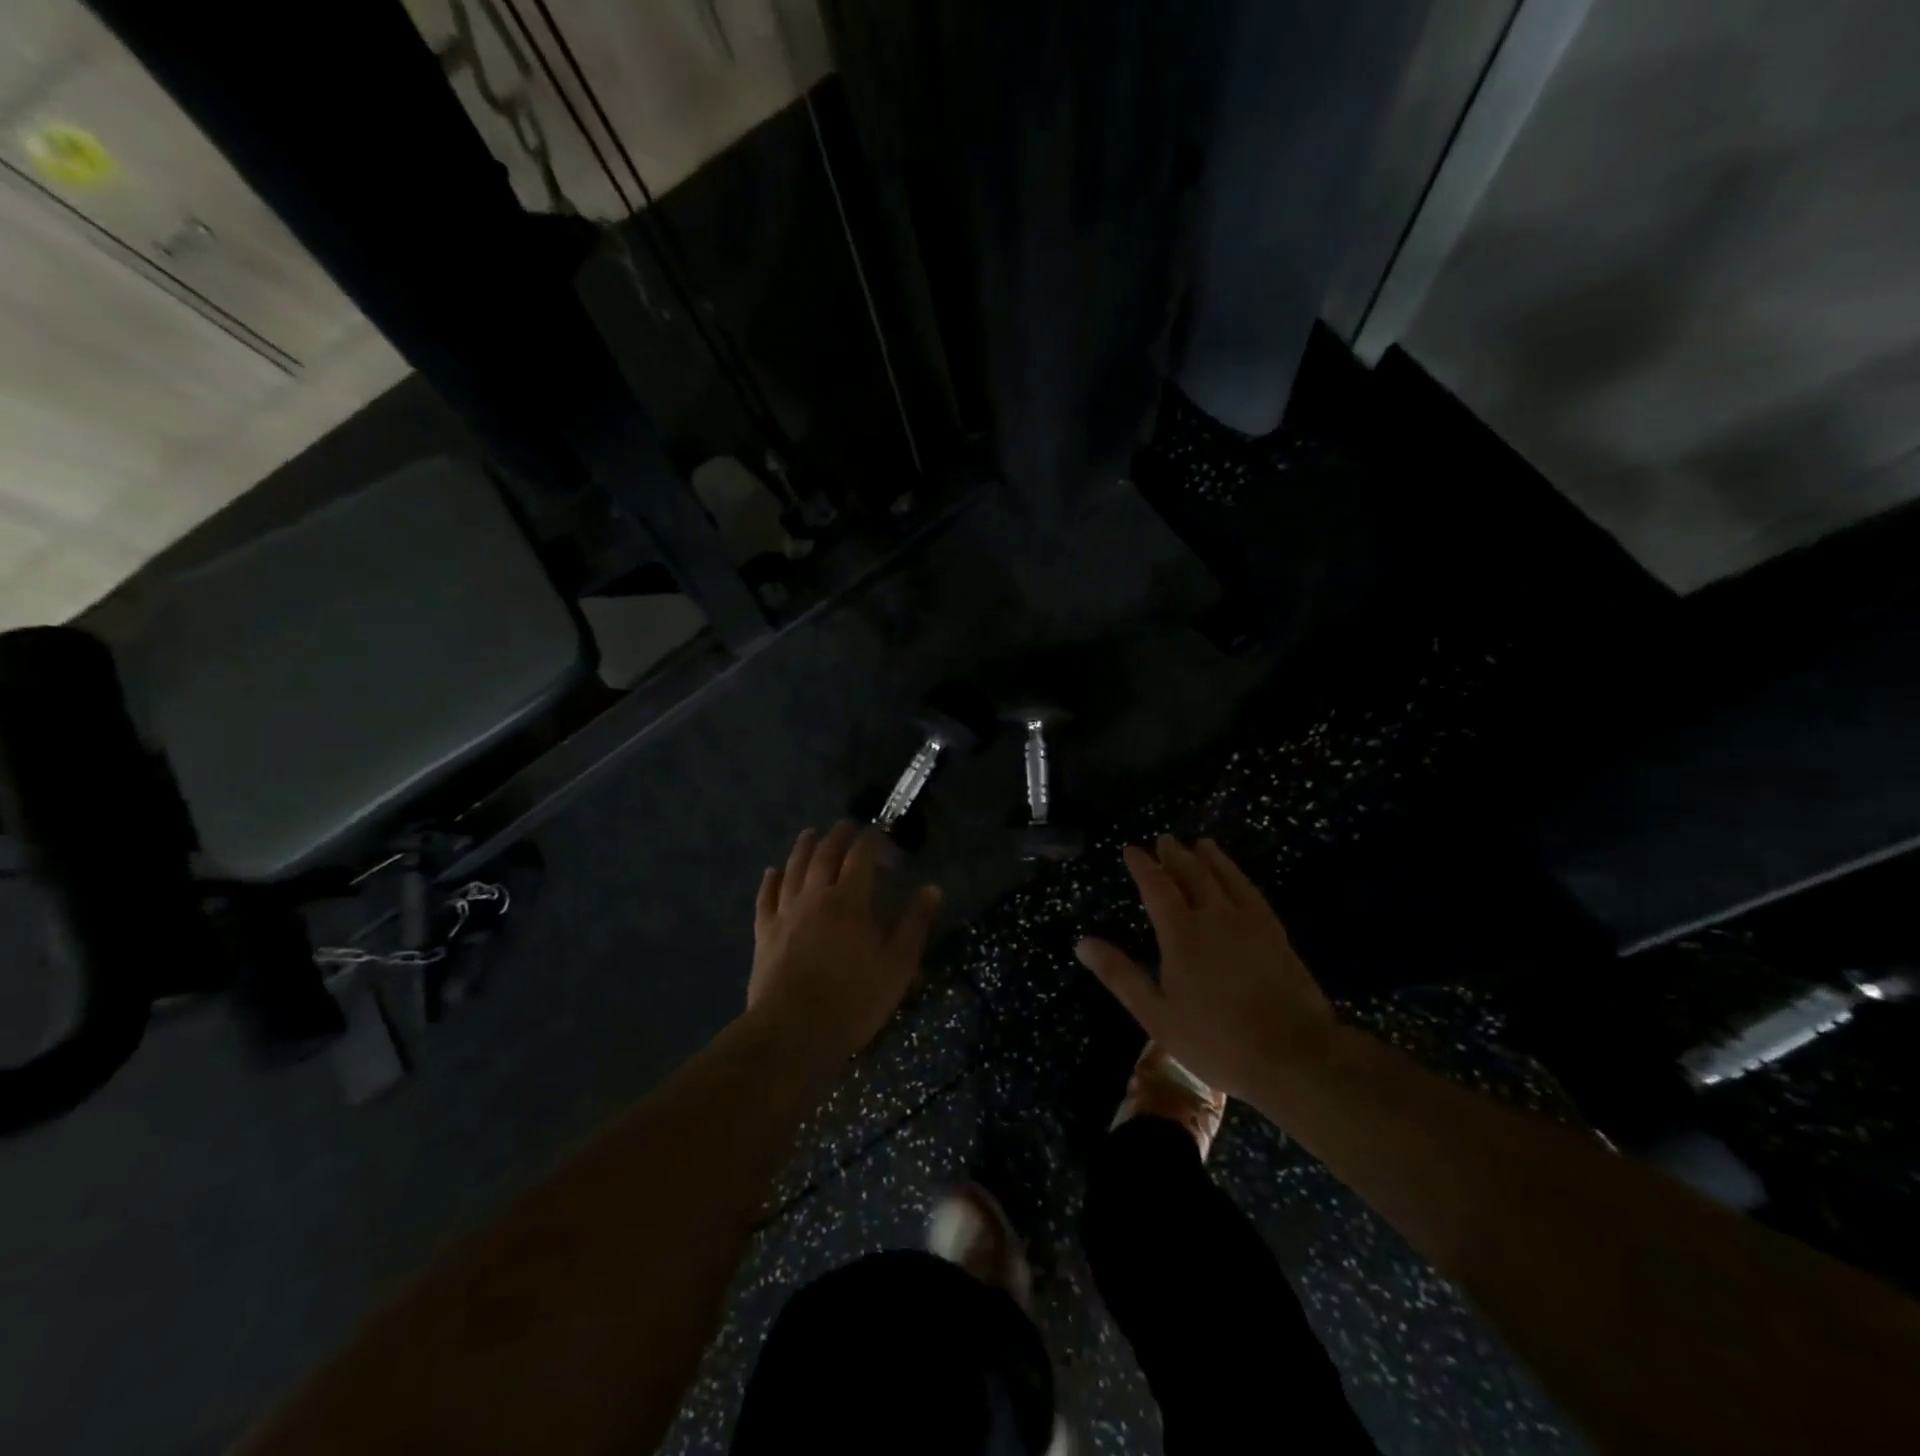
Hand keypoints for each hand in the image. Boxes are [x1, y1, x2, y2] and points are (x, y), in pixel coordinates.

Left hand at [749, 822, 941, 1059]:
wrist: (793, 1032)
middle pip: (824, 855)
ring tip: (809, 834)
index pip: (861, 857)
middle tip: (845, 825)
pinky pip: (766, 897)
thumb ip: (914, 924)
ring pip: (793, 869)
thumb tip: (932, 888)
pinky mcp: (765, 933)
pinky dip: (771, 880)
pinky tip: (772, 871)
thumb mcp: (897, 966)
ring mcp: (786, 913)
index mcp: (850, 901)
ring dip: (803, 848)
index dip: (870, 840)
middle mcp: (816, 897)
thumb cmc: (853, 1000)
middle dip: (836, 837)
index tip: (878, 831)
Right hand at [1076, 835, 1336, 1102]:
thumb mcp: (1157, 1015)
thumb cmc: (1216, 1040)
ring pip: (1226, 878)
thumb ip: (1120, 975)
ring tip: (1201, 844)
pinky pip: (1252, 893)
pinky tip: (1238, 879)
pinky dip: (1239, 877)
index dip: (1143, 866)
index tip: (1131, 850)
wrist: (1294, 1055)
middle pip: (1193, 874)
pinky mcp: (1276, 934)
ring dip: (1211, 858)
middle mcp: (1214, 916)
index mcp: (1181, 933)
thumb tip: (1082, 942)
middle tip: (1165, 840)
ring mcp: (1250, 922)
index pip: (1157, 887)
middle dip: (1175, 855)